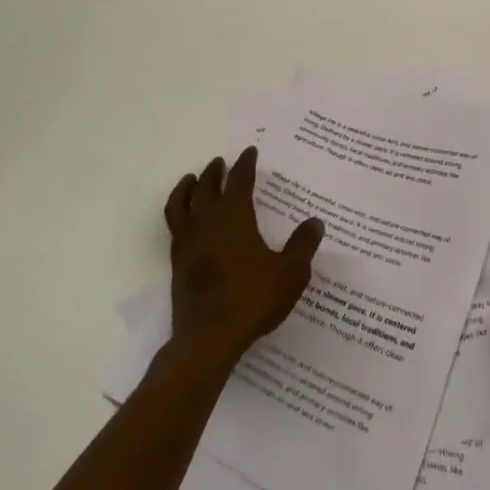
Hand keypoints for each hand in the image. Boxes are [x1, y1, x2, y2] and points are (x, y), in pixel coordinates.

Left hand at [164, 146, 323, 370]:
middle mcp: (207, 222)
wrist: (209, 337)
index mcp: (234, 217)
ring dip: (187, 187)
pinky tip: (187, 220)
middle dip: (214, 172)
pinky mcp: (177, 262)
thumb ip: (302, 245)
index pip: (239, 180)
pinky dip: (179, 212)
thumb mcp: (290, 273)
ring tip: (191, 179)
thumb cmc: (252, 300)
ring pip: (181, 203)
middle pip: (206, 187)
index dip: (245, 164)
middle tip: (220, 162)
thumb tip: (315, 221)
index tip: (250, 151)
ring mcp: (187, 242)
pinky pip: (174, 226)